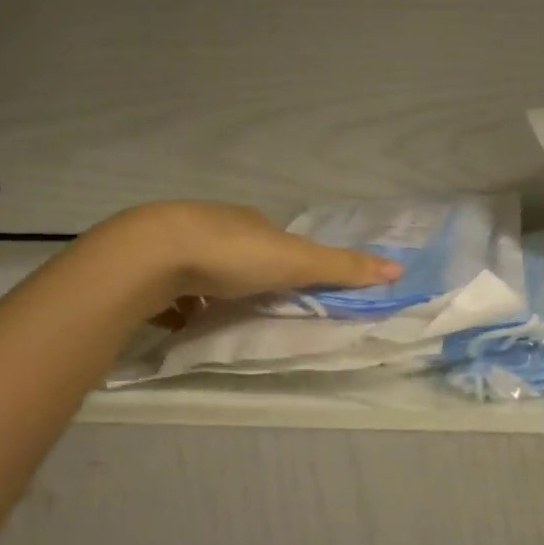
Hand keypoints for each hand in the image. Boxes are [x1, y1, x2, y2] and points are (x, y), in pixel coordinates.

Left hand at [92, 201, 402, 303]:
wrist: (151, 255)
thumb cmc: (232, 254)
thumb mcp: (297, 262)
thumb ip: (343, 268)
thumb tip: (398, 267)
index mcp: (250, 222)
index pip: (274, 239)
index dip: (284, 260)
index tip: (289, 284)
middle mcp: (213, 225)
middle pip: (236, 251)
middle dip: (245, 274)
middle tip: (254, 304)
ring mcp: (175, 244)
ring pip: (200, 268)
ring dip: (209, 288)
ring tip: (216, 318)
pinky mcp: (145, 267)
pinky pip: (167, 287)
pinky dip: (176, 302)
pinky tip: (178, 322)